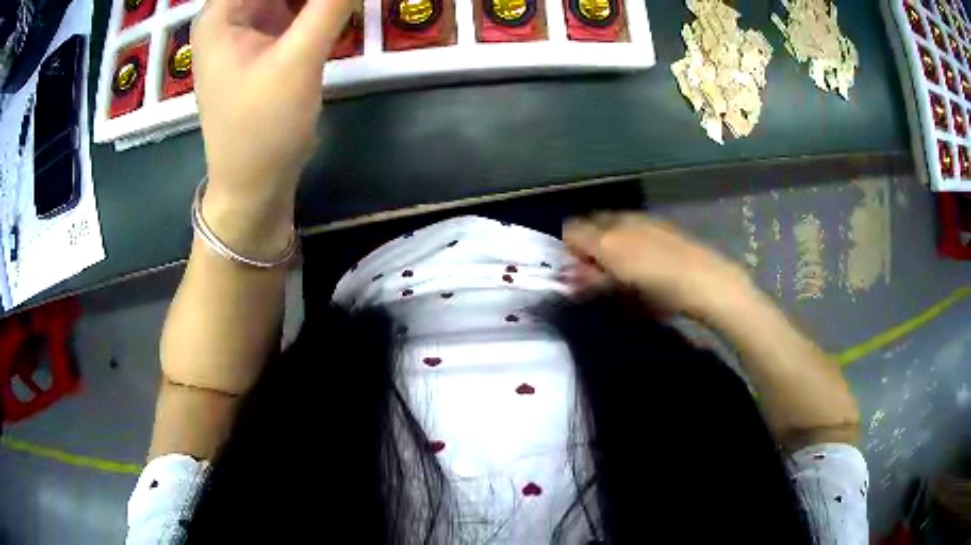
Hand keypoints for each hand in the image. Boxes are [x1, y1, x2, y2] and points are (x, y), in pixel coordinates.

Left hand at [191, 0, 352, 253]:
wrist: (253, 187)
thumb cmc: (262, 129)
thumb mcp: (297, 60)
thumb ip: (329, 4)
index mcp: (221, 12)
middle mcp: (230, 13)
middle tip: (339, 3)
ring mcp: (248, 27)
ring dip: (317, 0)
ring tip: (339, 8)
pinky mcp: (266, 42)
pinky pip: (296, 7)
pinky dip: (318, 6)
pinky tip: (337, 10)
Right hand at [563, 213, 754, 319]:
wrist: (704, 279)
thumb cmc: (659, 288)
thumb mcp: (619, 289)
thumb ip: (591, 279)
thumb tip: (572, 277)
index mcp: (606, 235)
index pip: (570, 230)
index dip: (565, 248)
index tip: (572, 269)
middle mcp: (620, 220)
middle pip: (590, 224)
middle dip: (586, 244)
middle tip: (593, 270)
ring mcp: (642, 219)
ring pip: (611, 224)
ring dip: (606, 241)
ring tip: (617, 266)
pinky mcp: (660, 224)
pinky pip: (631, 225)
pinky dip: (626, 238)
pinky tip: (641, 259)